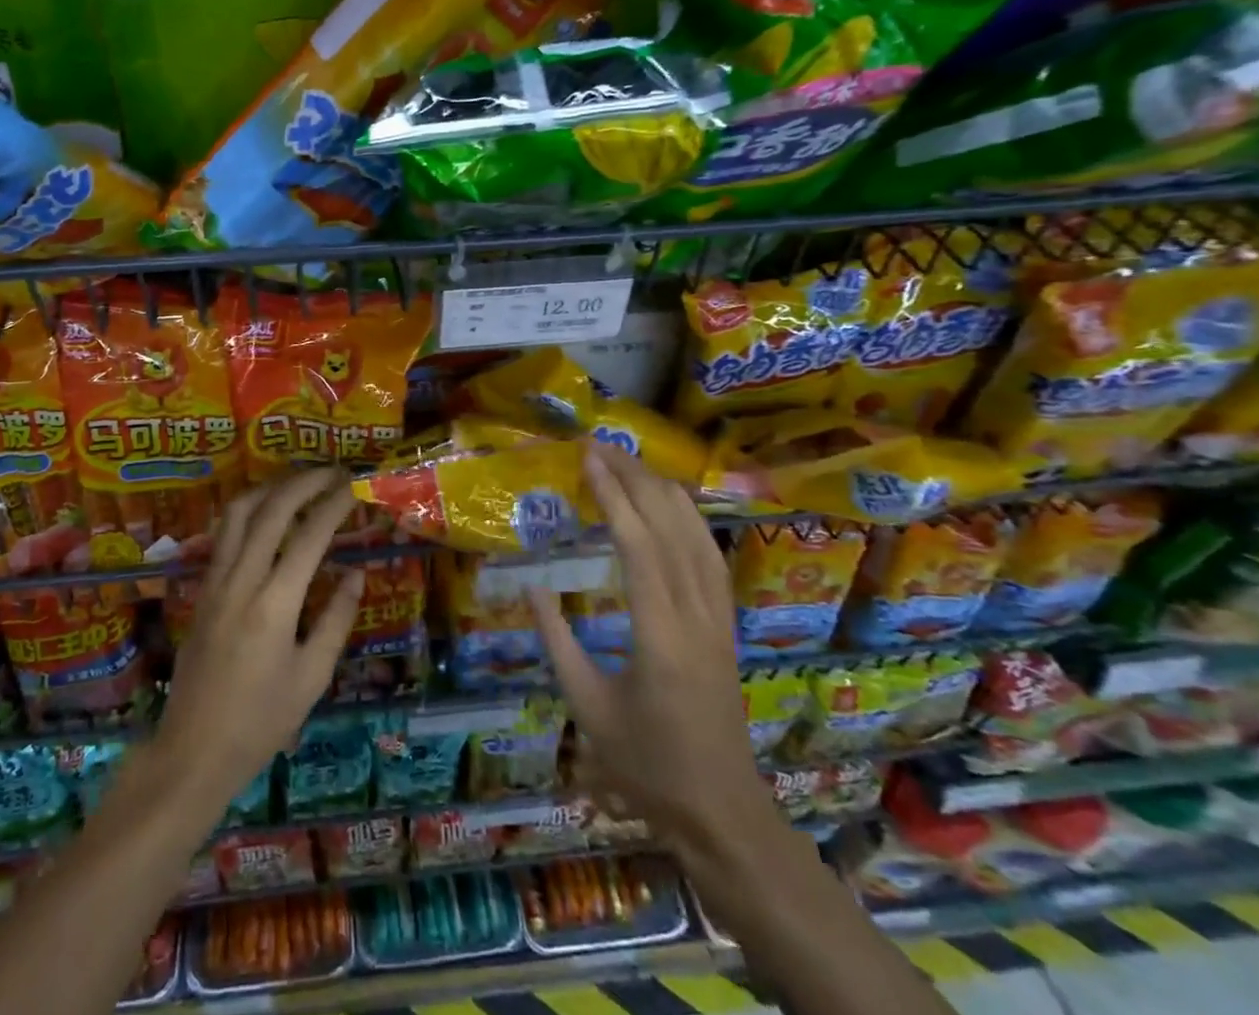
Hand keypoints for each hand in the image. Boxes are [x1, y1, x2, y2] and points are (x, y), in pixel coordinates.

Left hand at [153, 467, 365, 805]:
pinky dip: (249, 511)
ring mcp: (216, 582)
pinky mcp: (203, 589)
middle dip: (305, 482)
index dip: (335, 504)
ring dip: (271, 488)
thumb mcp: (312, 677)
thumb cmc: (261, 722)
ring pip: (239, 513)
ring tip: (300, 483)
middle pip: (271, 510)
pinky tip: (266, 515)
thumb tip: (356, 574)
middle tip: (333, 472)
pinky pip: (225, 534)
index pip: (310, 536)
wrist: (193, 752)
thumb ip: (336, 620)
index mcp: (274, 604)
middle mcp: (241, 580)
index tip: (354, 485)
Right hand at [527, 442, 763, 840]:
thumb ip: (557, 642)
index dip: (613, 496)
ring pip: (698, 536)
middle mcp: (696, 615)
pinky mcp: (727, 625)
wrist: (721, 811)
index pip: (639, 545)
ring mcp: (719, 618)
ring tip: (630, 463)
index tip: (589, 459)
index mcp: (659, 635)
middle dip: (636, 478)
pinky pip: (711, 557)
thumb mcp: (587, 707)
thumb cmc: (646, 765)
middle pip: (671, 527)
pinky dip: (689, 519)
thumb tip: (531, 587)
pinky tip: (671, 505)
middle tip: (601, 447)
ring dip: (664, 492)